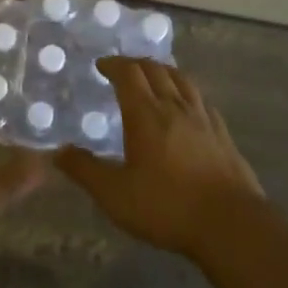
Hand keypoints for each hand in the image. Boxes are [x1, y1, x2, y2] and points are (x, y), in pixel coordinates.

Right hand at [57, 58, 264, 257]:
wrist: (230, 223)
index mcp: (146, 115)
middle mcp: (175, 107)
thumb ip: (85, 170)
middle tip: (123, 69)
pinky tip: (188, 107)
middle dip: (136, 64)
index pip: (129, 74)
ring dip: (164, 71)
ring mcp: (204, 119)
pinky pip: (202, 101)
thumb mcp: (115, 194)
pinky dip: (187, 94)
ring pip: (182, 81)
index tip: (102, 65)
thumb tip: (58, 152)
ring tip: (154, 77)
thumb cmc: (166, 206)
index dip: (114, 65)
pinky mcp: (223, 135)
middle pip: (156, 70)